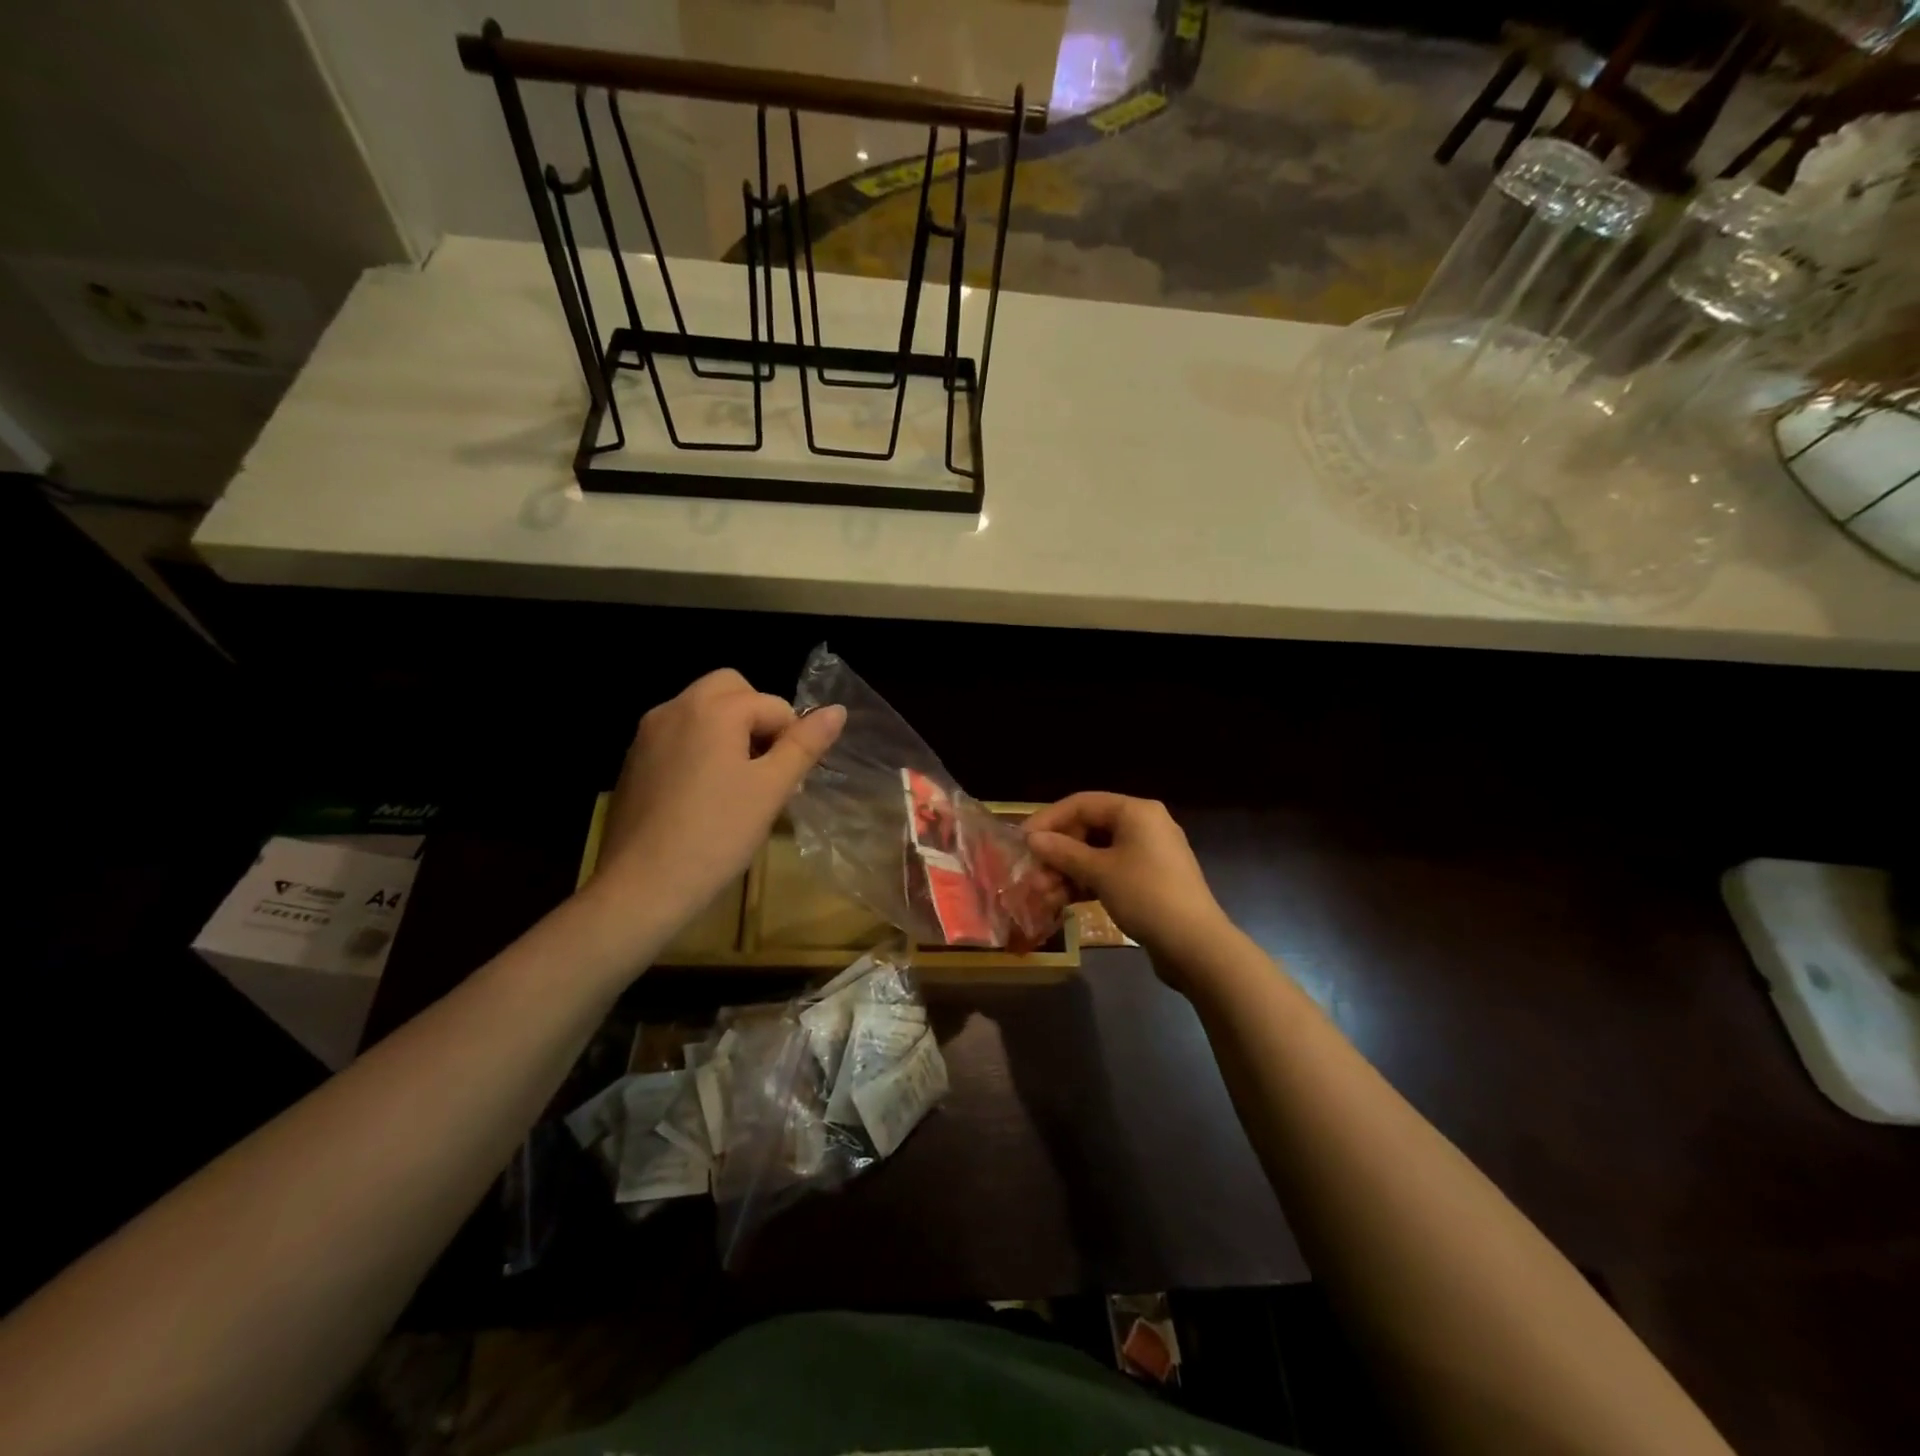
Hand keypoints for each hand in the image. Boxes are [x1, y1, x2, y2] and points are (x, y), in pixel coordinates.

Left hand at [591, 668, 845, 931]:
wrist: (641, 887)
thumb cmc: (717, 835)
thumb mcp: (771, 789)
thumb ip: (805, 744)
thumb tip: (837, 710)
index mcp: (713, 709)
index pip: (773, 705)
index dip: (791, 740)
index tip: (788, 782)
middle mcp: (675, 708)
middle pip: (730, 690)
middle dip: (756, 719)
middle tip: (765, 768)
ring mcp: (647, 734)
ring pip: (702, 712)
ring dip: (728, 733)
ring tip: (738, 786)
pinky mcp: (633, 761)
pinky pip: (678, 736)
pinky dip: (700, 749)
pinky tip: (703, 797)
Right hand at [1024, 793, 1231, 981]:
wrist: (1196, 945)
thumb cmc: (1146, 896)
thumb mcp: (1099, 872)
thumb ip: (1063, 852)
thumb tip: (1032, 838)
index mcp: (1135, 812)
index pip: (1082, 804)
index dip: (1049, 820)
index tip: (1023, 841)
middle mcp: (1144, 825)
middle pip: (1089, 829)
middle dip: (1058, 853)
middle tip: (1033, 875)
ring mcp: (1149, 854)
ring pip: (1097, 853)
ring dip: (1068, 871)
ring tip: (1043, 894)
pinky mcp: (1150, 880)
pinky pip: (1110, 872)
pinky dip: (1087, 883)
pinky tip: (1063, 901)